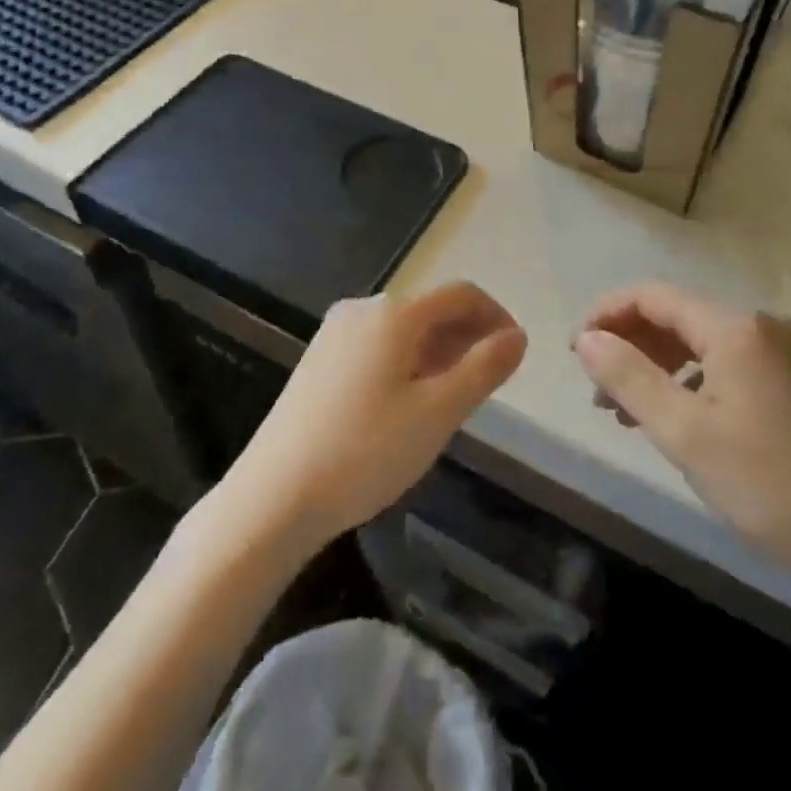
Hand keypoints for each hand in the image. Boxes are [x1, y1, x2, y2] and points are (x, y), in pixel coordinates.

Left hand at [224, 282, 527, 549]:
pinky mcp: (319, 361)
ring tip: (456, 397)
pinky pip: (378, 347)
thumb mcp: (438, 412)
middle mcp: (362, 310)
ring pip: (404, 330)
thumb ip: (483, 369)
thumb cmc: (365, 451)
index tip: (517, 354)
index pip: (461, 294)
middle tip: (491, 382)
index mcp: (394, 313)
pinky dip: (408, 363)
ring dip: (440, 352)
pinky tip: (410, 404)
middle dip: (468, 336)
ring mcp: (335, 334)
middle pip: (431, 309)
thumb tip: (517, 336)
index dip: (496, 317)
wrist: (273, 496)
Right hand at [574, 283, 790, 605]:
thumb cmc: (771, 485)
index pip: (653, 296)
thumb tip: (586, 339)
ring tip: (626, 411)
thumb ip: (629, 378)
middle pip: (677, 316)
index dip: (607, 315)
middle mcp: (762, 326)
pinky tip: (677, 418)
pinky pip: (727, 364)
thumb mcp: (686, 433)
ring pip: (701, 343)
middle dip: (630, 346)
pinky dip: (691, 382)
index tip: (575, 351)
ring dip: (657, 367)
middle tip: (598, 390)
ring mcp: (784, 354)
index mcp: (736, 328)